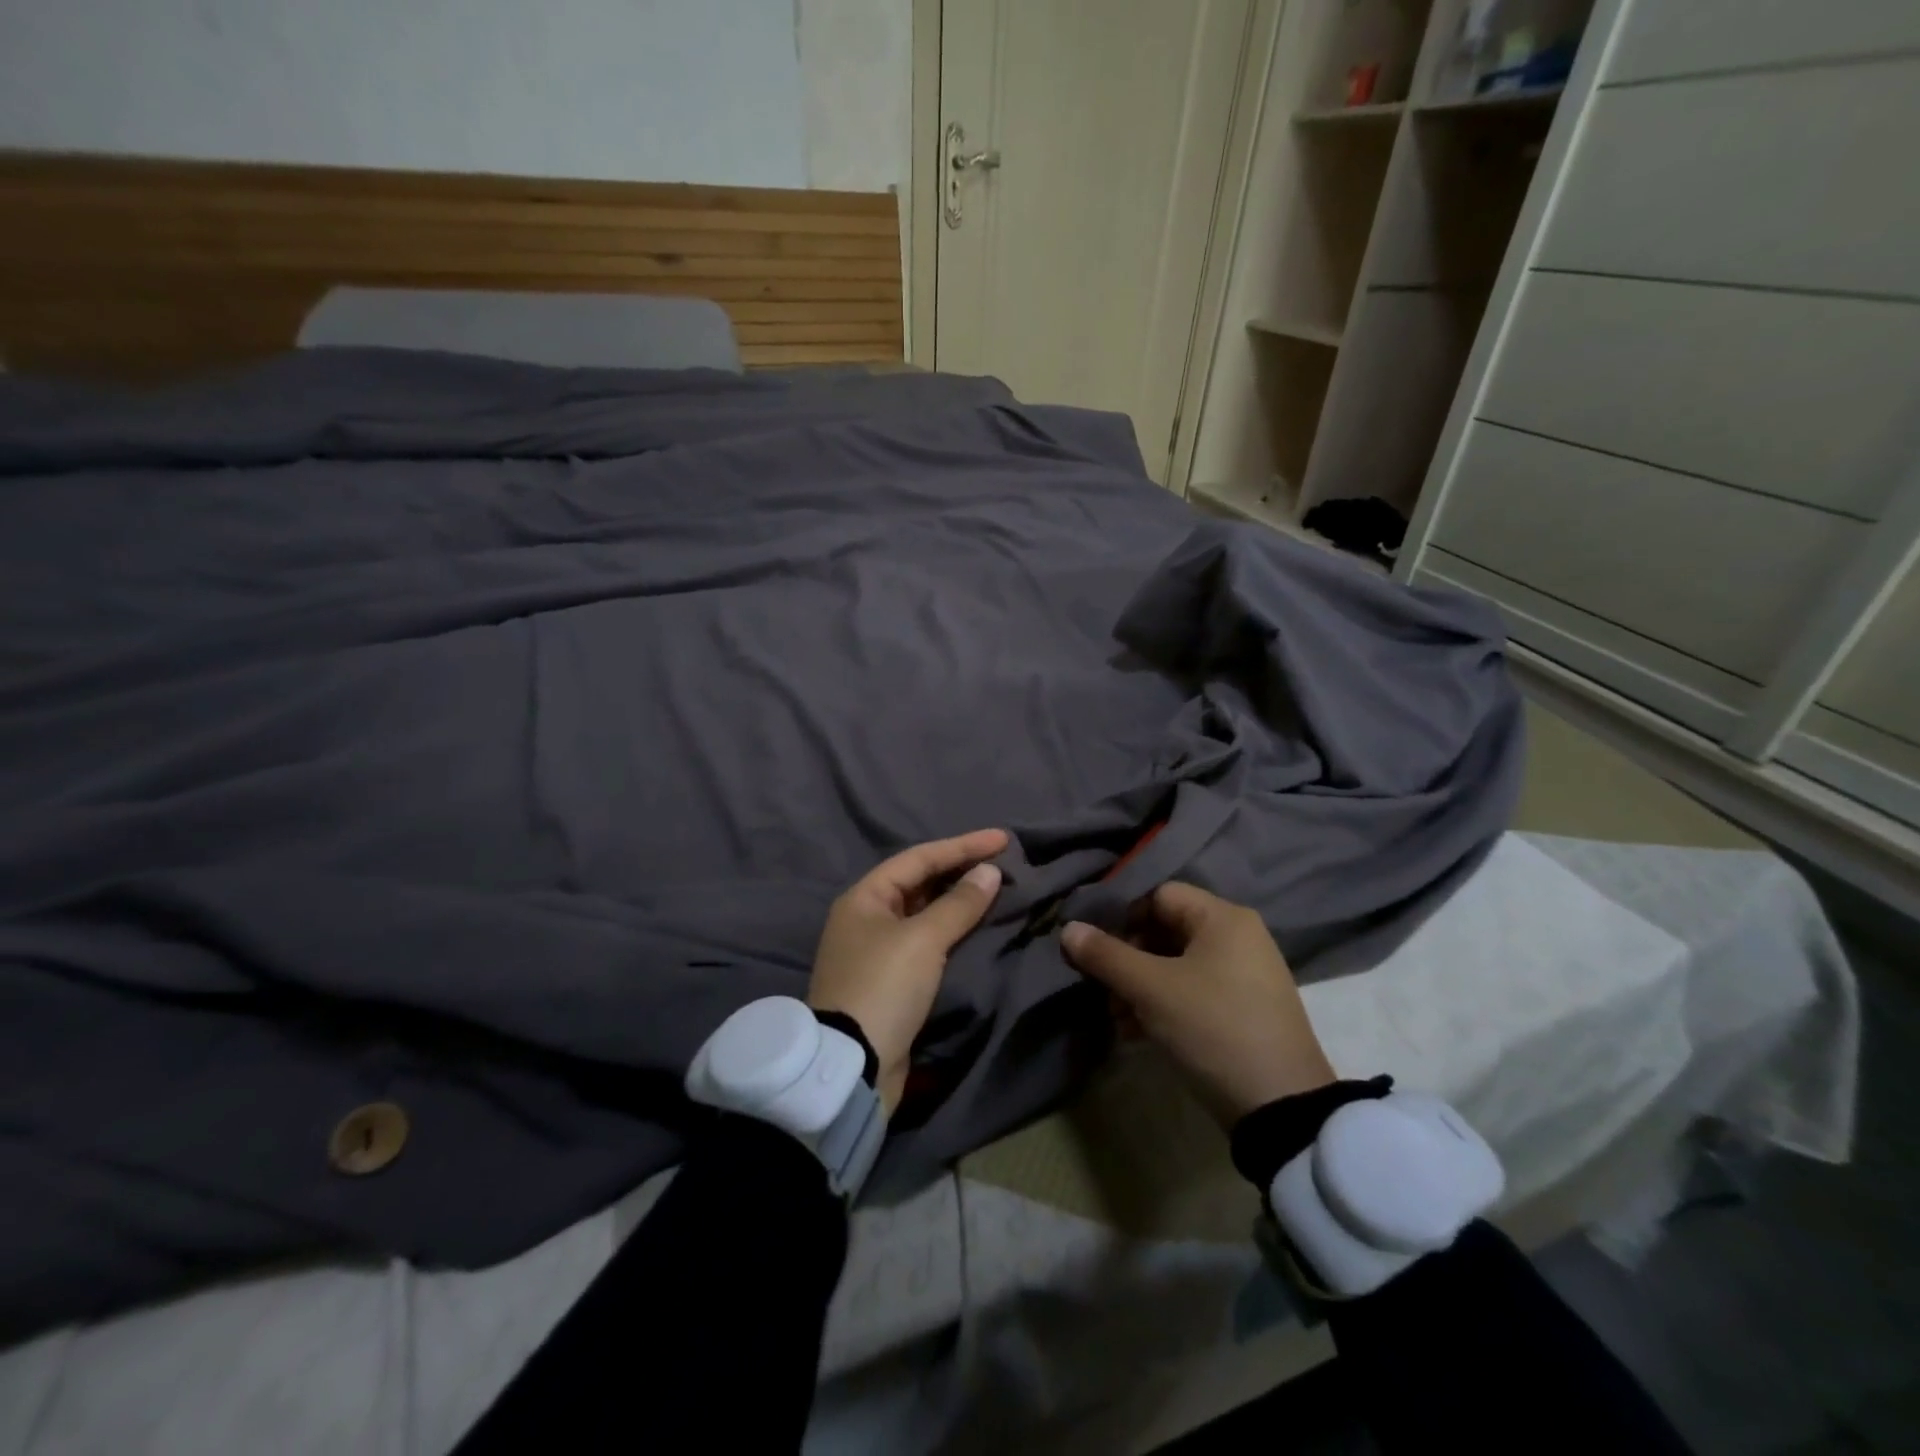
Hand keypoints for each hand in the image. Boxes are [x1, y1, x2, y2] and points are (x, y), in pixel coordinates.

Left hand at [809, 828, 1007, 1112]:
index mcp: (865, 898)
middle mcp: (867, 918)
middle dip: (961, 872)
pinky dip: (953, 933)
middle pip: (921, 884)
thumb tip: (990, 872)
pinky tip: (980, 929)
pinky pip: (928, 943)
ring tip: (998, 890)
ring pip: (925, 915)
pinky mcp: (891, 981)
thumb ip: (959, 903)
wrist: (853, 1065)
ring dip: (960, 903)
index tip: (1003, 839)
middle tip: (1004, 864)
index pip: (919, 858)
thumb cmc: (884, 987)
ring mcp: (877, 951)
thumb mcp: (923, 939)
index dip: (962, 846)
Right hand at [1061, 883, 1334, 1126]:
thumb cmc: (1213, 1028)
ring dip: (1139, 987)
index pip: (1158, 895)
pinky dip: (1163, 1005)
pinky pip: (1193, 992)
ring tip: (1116, 1018)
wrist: (1281, 1108)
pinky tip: (1137, 1034)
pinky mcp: (1244, 1010)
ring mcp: (1244, 976)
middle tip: (1103, 989)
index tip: (1096, 949)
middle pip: (1165, 931)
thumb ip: (1106, 955)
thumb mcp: (1151, 990)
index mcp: (1223, 918)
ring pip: (1176, 966)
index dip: (1122, 917)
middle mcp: (1238, 937)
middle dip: (1127, 959)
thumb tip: (1068, 928)